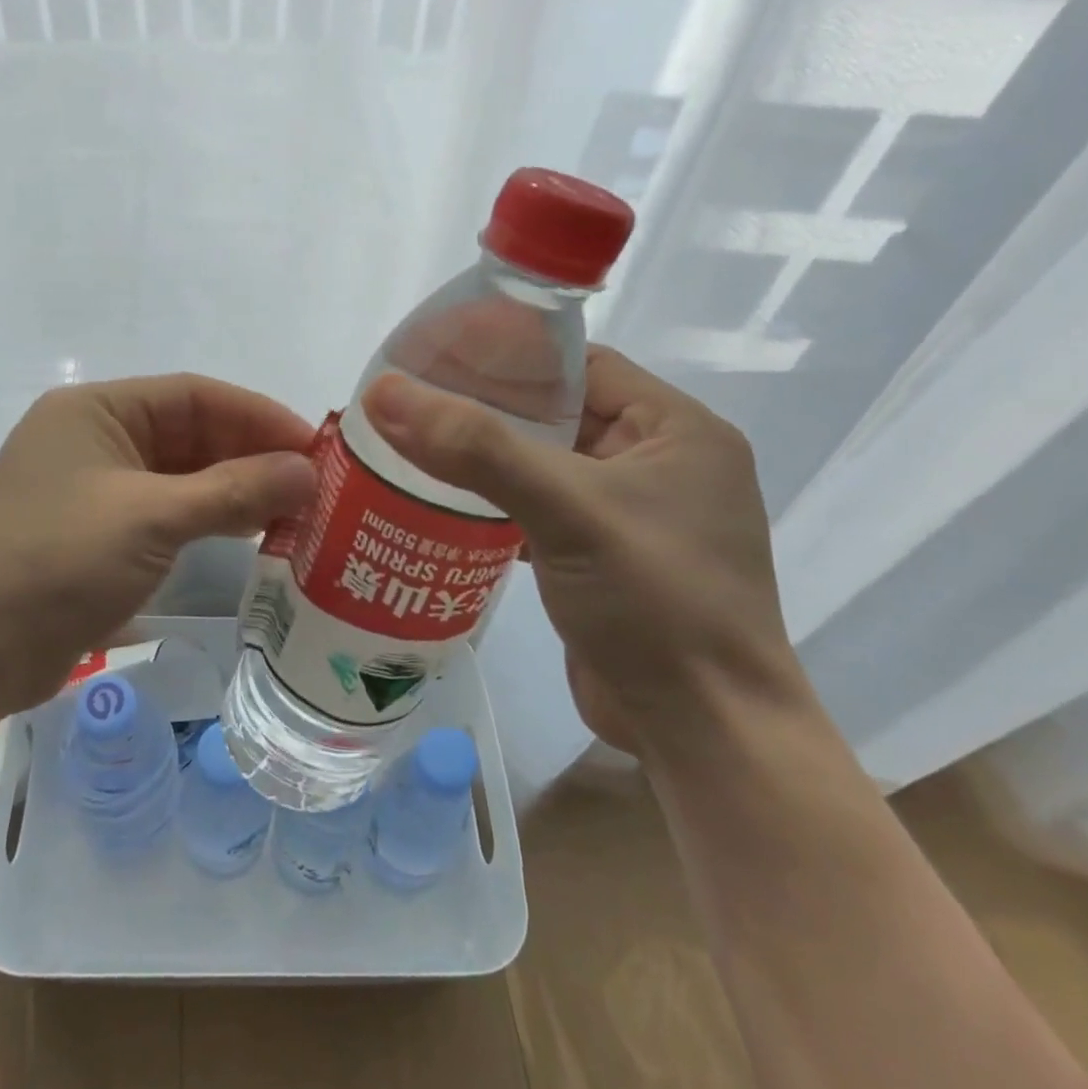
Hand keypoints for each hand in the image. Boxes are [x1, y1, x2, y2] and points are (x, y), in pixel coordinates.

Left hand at [0, 375, 315, 713]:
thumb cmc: (56, 564)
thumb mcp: (151, 519)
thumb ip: (233, 491)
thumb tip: (307, 471)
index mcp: (96, 409)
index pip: (194, 394)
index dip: (258, 416)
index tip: (314, 445)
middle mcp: (95, 436)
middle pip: (190, 432)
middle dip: (251, 454)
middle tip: (315, 483)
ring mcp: (95, 486)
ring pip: (182, 474)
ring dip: (235, 488)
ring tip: (296, 509)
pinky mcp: (99, 530)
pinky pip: (166, 510)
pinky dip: (208, 517)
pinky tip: (251, 532)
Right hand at [360, 346, 797, 755]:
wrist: (704, 734)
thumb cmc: (655, 602)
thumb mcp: (566, 509)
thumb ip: (476, 447)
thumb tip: (383, 392)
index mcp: (676, 428)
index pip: (580, 364)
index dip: (510, 354)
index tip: (439, 357)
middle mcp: (659, 463)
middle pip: (556, 413)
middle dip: (486, 410)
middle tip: (412, 404)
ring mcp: (631, 515)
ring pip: (543, 465)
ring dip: (485, 461)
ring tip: (412, 447)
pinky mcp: (604, 558)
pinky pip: (540, 511)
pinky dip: (496, 506)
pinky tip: (442, 505)